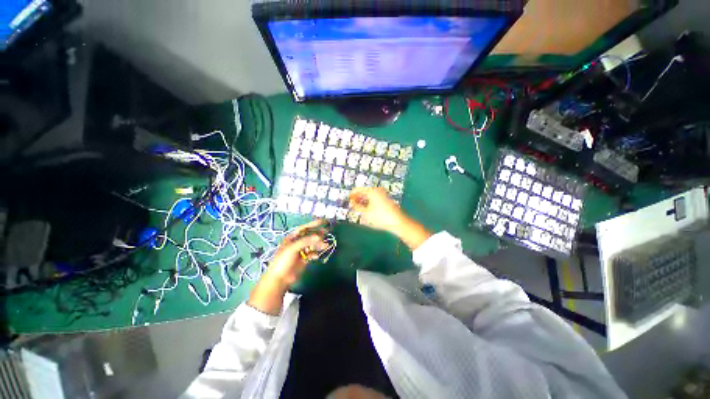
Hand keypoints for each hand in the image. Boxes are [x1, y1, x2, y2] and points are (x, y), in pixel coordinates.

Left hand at [264, 219, 328, 287]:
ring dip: (319, 245)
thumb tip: (319, 236)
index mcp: (292, 237)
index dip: (313, 224)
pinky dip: (315, 254)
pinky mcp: (304, 259)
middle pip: (310, 236)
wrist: (279, 279)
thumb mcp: (292, 248)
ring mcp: (301, 251)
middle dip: (318, 234)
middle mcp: (297, 242)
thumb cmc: (283, 260)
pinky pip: (312, 254)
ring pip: (312, 245)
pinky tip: (317, 256)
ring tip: (326, 246)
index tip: (323, 222)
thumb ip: (306, 241)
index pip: (304, 228)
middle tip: (327, 233)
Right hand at [349, 187, 431, 249]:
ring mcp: (383, 194)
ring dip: (363, 201)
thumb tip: (351, 203)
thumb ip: (357, 207)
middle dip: (357, 198)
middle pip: (364, 192)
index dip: (351, 195)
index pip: (358, 189)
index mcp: (372, 191)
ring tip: (358, 208)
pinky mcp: (386, 199)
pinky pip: (374, 198)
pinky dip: (369, 202)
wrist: (398, 222)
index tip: (347, 201)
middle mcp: (377, 190)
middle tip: (352, 205)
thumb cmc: (380, 217)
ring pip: (369, 195)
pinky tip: (366, 209)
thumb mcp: (366, 213)